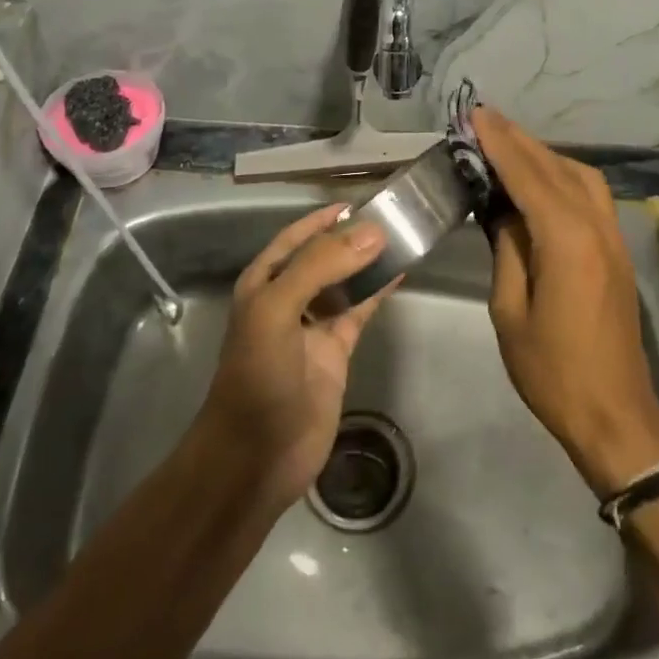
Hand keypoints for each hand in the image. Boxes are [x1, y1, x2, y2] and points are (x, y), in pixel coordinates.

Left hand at [197, 204, 392, 511]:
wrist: (256, 456)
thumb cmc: (258, 376)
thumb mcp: (278, 310)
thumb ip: (321, 266)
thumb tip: (372, 231)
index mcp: (263, 283)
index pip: (295, 238)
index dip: (323, 219)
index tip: (359, 202)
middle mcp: (287, 298)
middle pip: (323, 257)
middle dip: (351, 237)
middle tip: (392, 216)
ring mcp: (313, 326)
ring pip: (345, 282)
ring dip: (368, 262)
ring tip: (402, 237)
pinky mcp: (336, 351)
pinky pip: (360, 311)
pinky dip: (378, 291)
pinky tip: (400, 273)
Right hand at [474, 108, 658, 496]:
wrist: (614, 413)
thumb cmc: (552, 371)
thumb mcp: (510, 311)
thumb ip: (508, 251)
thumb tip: (503, 212)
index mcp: (567, 241)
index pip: (528, 176)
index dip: (500, 144)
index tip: (475, 116)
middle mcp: (596, 227)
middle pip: (557, 168)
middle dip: (519, 140)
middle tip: (484, 120)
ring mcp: (613, 238)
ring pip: (580, 176)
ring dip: (544, 155)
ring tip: (507, 145)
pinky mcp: (617, 251)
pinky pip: (590, 196)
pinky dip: (562, 176)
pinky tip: (540, 180)